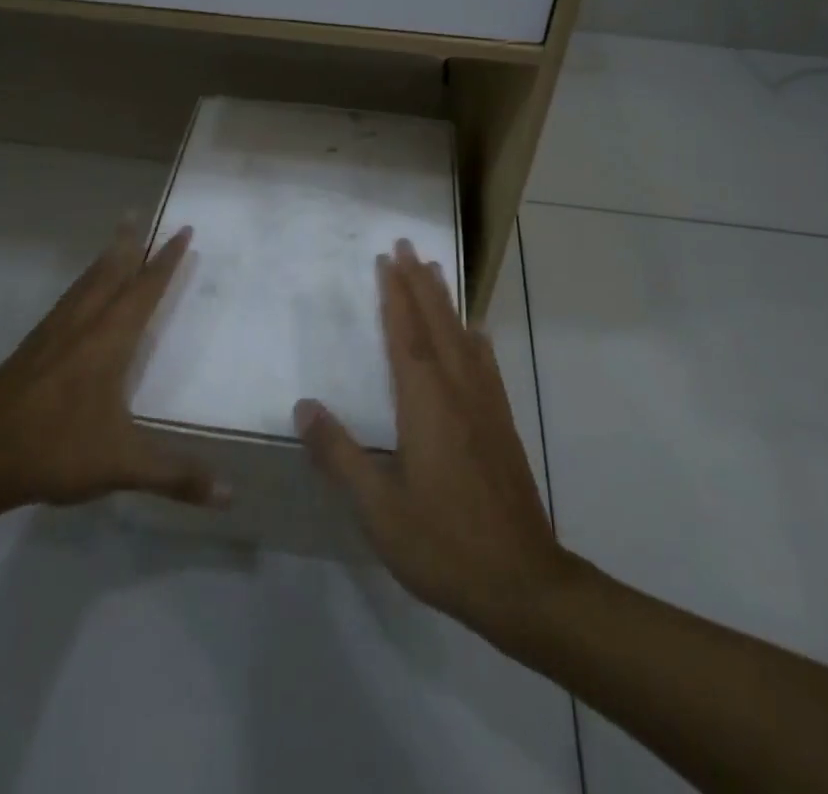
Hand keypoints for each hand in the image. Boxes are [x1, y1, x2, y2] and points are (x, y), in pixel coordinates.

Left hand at [0, 219, 223, 518]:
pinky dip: (81, 284)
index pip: (145, 289)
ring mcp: (52, 333)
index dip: (166, 260)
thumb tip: (230, 495)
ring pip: (85, 284)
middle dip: (129, 244)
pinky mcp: (30, 348)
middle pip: (110, 273)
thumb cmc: (55, 449)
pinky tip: (78, 296)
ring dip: (104, 259)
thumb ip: (176, 476)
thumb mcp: (122, 464)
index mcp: (109, 340)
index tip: (182, 231)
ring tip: (115, 240)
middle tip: (138, 214)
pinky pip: (66, 301)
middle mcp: (83, 325)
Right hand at [295, 240, 569, 639]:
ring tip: (436, 271)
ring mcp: (485, 406)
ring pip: (463, 338)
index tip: (387, 258)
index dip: (394, 294)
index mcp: (425, 404)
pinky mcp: (502, 425)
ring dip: (446, 301)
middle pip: (436, 324)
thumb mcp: (378, 509)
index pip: (405, 335)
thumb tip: (303, 405)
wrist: (523, 583)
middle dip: (420, 282)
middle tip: (408, 245)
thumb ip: (339, 454)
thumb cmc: (443, 544)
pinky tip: (477, 334)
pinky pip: (486, 365)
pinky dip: (476, 340)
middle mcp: (458, 391)